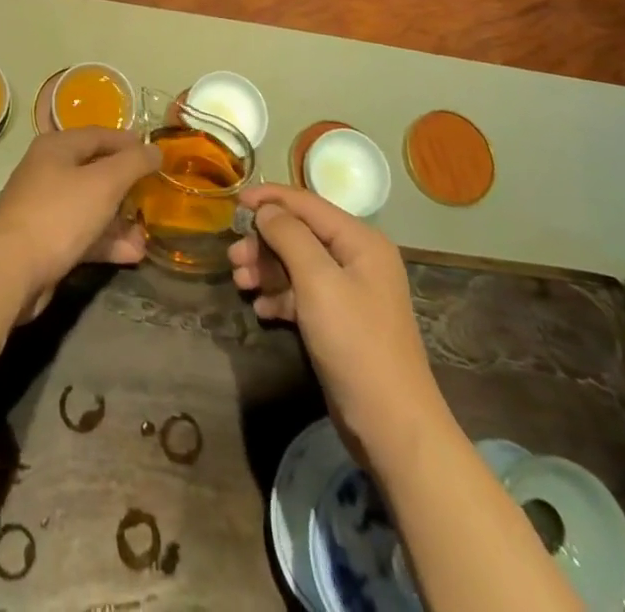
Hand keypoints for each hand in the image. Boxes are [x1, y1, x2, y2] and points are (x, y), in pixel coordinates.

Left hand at [0, 129, 160, 319]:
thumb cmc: (60, 214)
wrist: (11, 270)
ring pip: (90, 205)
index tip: (156, 154)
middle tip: (154, 195)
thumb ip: (133, 163)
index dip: (129, 143)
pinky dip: (105, 240)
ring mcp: (44, 206)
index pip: (99, 135)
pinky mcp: (45, 239)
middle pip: (95, 170)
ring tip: (147, 234)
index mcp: (57, 147)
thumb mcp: (104, 183)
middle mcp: (48, 170)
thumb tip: (154, 149)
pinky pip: (81, 232)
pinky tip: (132, 254)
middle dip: (126, 185)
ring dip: (119, 219)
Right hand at [229, 184, 441, 443]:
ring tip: (240, 283)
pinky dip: (280, 296)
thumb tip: (266, 210)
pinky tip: (261, 309)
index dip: (269, 198)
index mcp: (360, 241)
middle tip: (233, 258)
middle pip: (300, 234)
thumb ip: (289, 237)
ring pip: (298, 264)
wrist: (392, 427)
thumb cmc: (355, 343)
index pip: (307, 203)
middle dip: (264, 242)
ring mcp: (350, 292)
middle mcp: (357, 259)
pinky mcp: (340, 321)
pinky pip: (303, 294)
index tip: (234, 202)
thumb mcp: (318, 282)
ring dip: (267, 270)